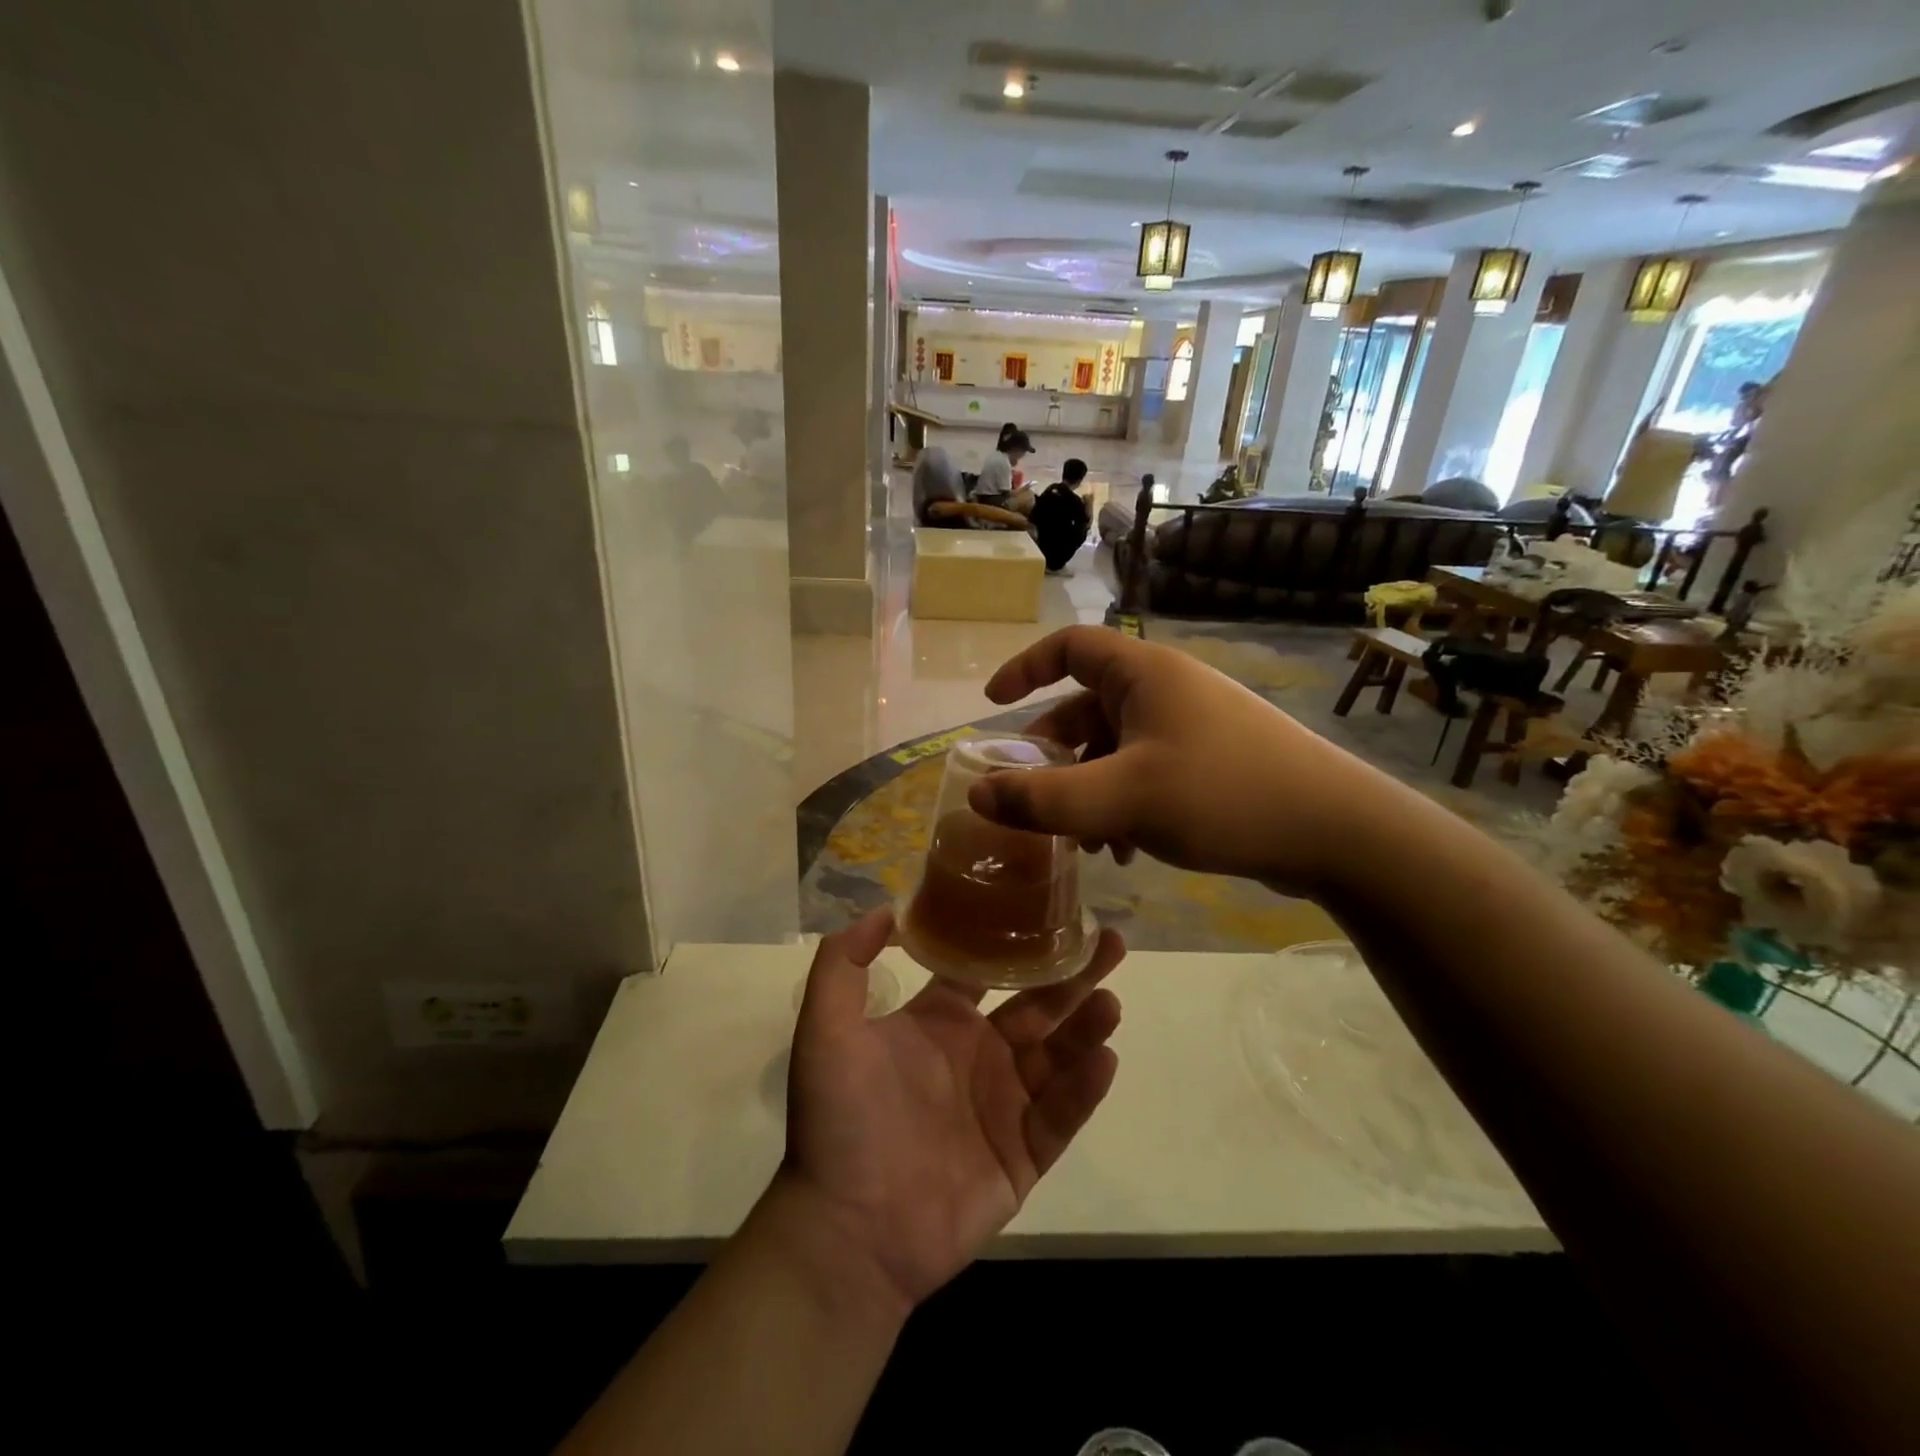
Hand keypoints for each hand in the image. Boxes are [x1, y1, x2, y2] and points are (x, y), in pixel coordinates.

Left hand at [780, 908, 1123, 1309]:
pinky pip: (1061, 1115)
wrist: (848, 1228)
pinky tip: (1104, 1058)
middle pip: (1037, 1007)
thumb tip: (888, 908)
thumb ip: (843, 962)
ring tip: (1111, 999)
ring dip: (1086, 1026)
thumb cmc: (840, 1119)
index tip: (1048, 914)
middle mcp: (977, 1056)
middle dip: (1073, 976)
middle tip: (1110, 943)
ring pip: (1058, 1056)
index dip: (1015, 943)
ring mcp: (1003, 1106)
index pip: (987, 973)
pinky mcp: (1022, 1155)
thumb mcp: (826, 1027)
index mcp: (939, 1024)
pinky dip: (1084, 1088)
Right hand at [967, 626, 1384, 894]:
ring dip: (1089, 790)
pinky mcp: (1213, 761)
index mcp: (1144, 674)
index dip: (1026, 669)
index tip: (993, 706)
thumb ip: (1044, 799)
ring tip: (1085, 843)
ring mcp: (1194, 726)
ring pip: (1116, 748)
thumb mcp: (1122, 799)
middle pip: (1087, 707)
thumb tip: (979, 795)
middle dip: (1055, 756)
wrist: (1337, 831)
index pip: (1070, 647)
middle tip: (1032, 798)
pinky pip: (1146, 772)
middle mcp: (1167, 690)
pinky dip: (1124, 804)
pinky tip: (1127, 851)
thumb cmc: (1222, 794)